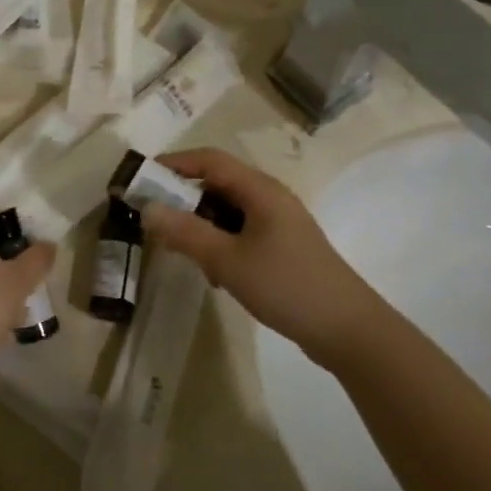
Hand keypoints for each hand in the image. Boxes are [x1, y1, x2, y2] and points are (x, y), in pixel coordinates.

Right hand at [137, 149, 390, 363]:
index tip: (141, 179)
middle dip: (183, 198)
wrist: (348, 330)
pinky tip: (215, 274)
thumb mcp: (227, 260)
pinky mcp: (283, 247)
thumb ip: (185, 232)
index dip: (173, 164)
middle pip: (217, 183)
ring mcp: (279, 223)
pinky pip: (241, 231)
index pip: (209, 160)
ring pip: (228, 210)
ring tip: (183, 252)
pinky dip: (220, 242)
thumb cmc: (286, 286)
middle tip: (154, 220)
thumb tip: (147, 208)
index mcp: (260, 190)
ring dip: (201, 225)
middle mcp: (270, 198)